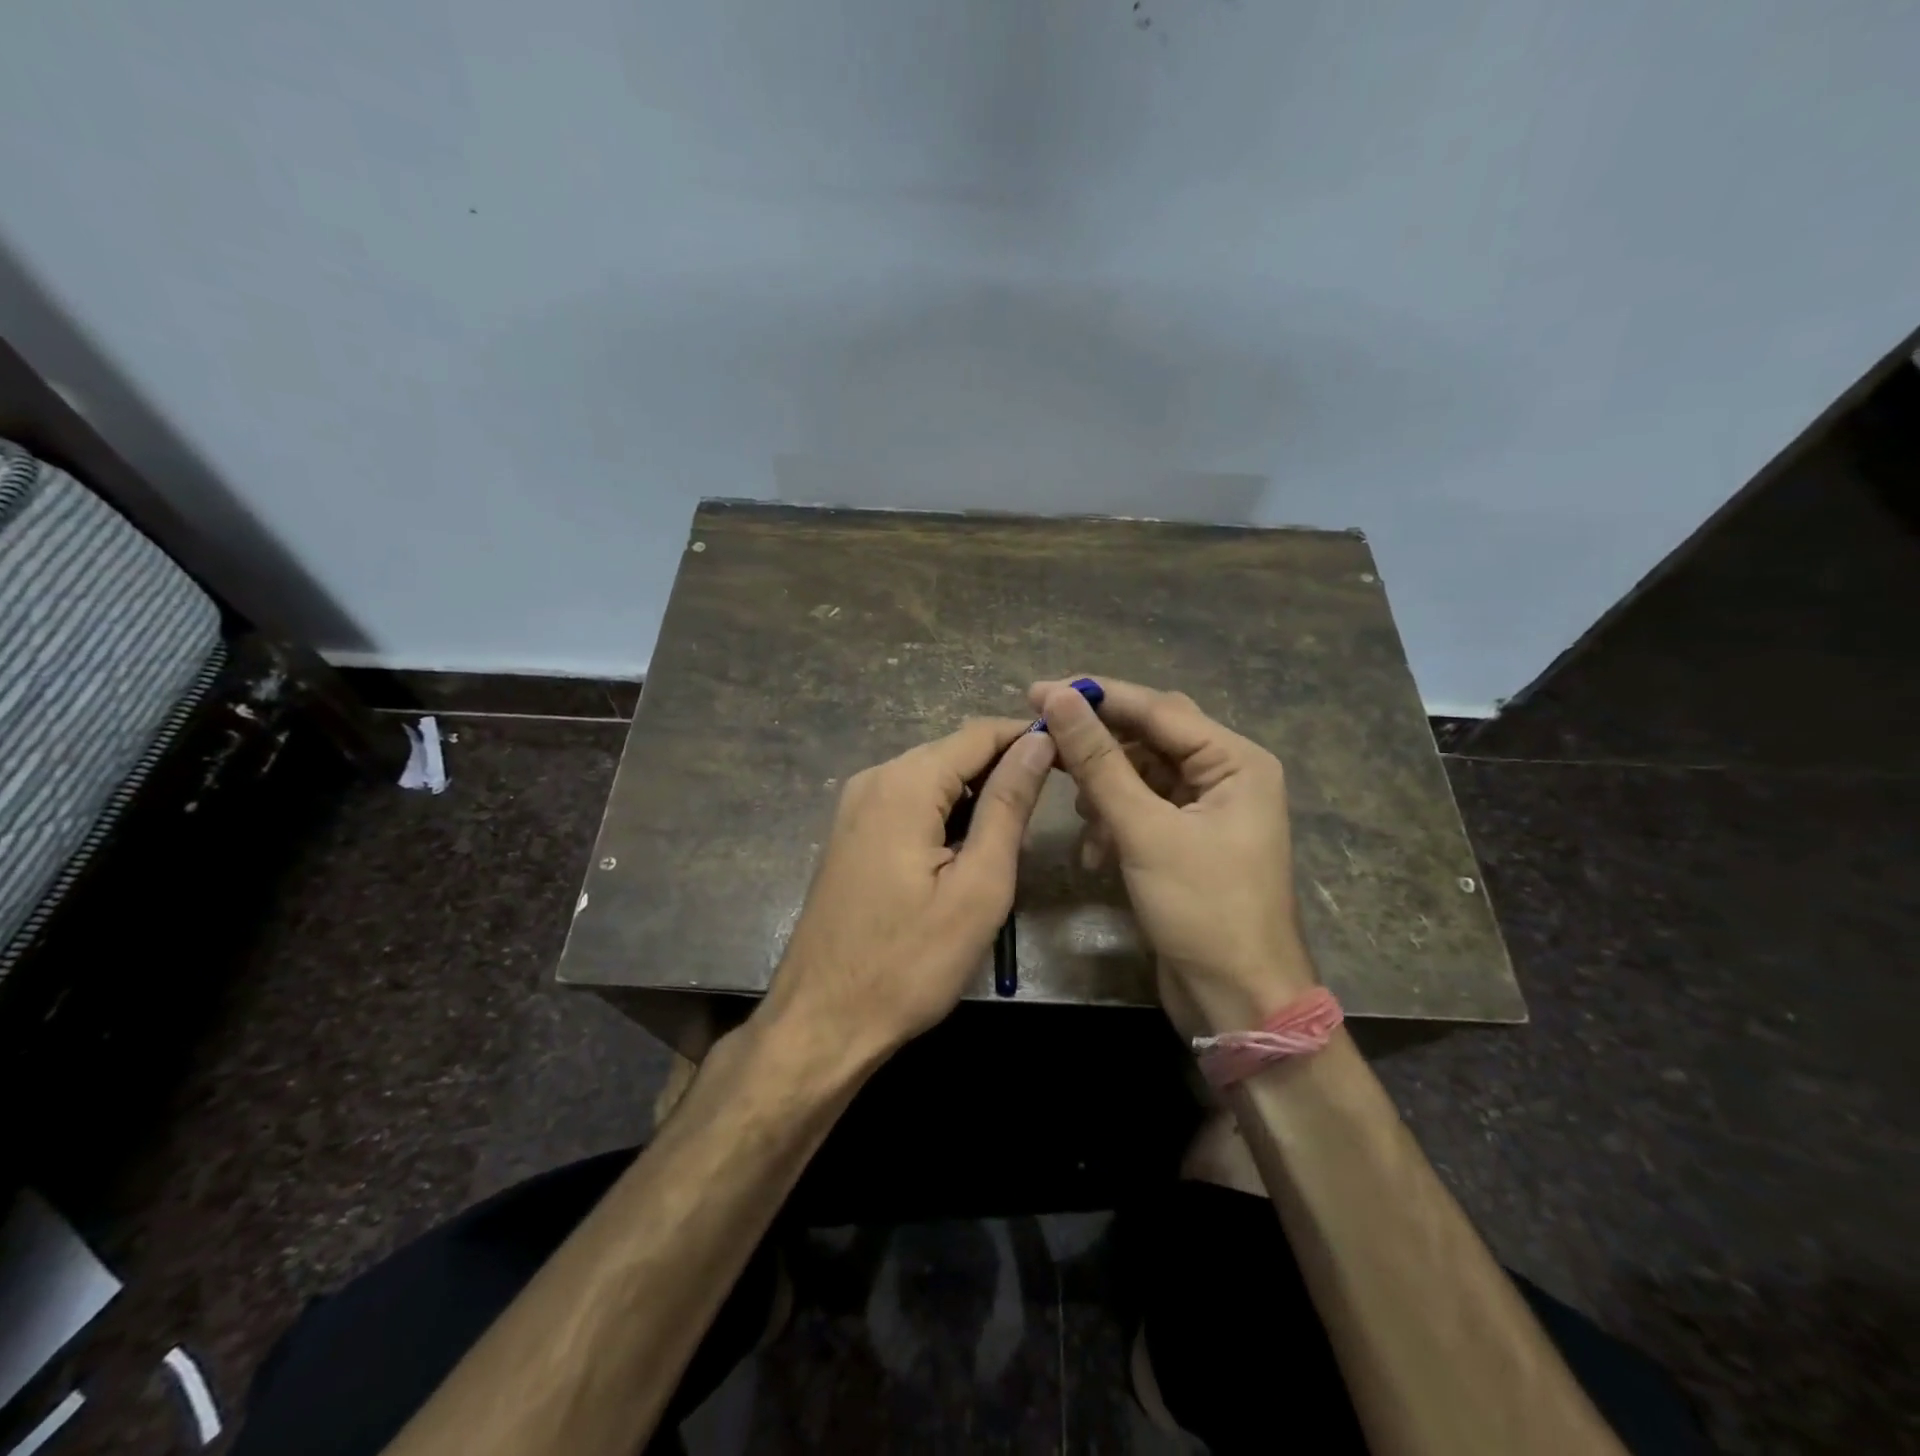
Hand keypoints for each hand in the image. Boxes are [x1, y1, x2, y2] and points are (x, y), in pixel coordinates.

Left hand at [760, 719, 1055, 1069]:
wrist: (823, 1020)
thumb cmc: (910, 962)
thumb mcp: (978, 885)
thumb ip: (1008, 805)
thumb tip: (1037, 742)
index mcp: (904, 784)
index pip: (979, 734)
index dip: (1028, 738)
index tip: (1072, 758)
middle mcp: (874, 779)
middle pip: (953, 752)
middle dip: (1004, 768)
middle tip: (1051, 807)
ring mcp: (855, 805)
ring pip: (933, 778)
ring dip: (977, 796)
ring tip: (1015, 836)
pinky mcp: (852, 832)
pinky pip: (910, 803)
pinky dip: (945, 815)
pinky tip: (967, 852)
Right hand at [1030, 677, 1314, 1033]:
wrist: (1238, 1001)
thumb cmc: (1203, 910)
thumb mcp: (1145, 830)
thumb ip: (1100, 762)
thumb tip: (1060, 699)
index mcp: (1235, 761)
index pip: (1157, 708)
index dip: (1095, 697)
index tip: (1037, 691)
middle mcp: (1226, 775)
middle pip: (1149, 738)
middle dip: (1098, 747)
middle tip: (1043, 745)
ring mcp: (1207, 810)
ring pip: (1140, 776)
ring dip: (1104, 792)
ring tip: (1078, 814)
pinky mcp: (1186, 841)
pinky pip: (1142, 811)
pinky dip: (1114, 823)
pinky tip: (1095, 852)